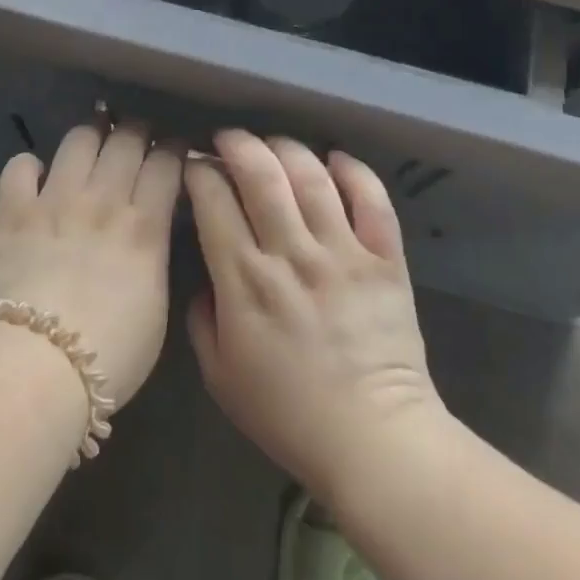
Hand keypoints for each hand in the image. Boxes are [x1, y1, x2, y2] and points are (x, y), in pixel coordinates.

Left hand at [0, 121, 183, 406]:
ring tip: (94, 140)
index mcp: (144, 226)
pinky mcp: (11, 212)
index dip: (173, 147)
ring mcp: (54, 201)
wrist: (34, 369)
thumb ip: (155, 258)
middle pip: (126, 139)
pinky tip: (36, 176)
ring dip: (91, 134)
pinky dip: (30, 165)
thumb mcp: (156, 308)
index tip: (175, 146)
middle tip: (138, 136)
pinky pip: (20, 165)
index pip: (166, 163)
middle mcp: (103, 200)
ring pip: (79, 139)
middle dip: (138, 130)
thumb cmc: (110, 355)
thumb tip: (150, 231)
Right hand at [185, 130, 441, 501]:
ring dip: (287, 149)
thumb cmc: (288, 414)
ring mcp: (343, 252)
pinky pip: (372, 200)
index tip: (194, 169)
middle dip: (238, 144)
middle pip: (261, 174)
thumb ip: (201, 319)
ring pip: (312, 176)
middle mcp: (291, 254)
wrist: (373, 440)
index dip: (199, 174)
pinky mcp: (385, 259)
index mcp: (245, 280)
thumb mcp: (220, 376)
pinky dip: (354, 171)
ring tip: (274, 145)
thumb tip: (203, 276)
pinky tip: (335, 160)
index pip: (213, 201)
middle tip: (228, 139)